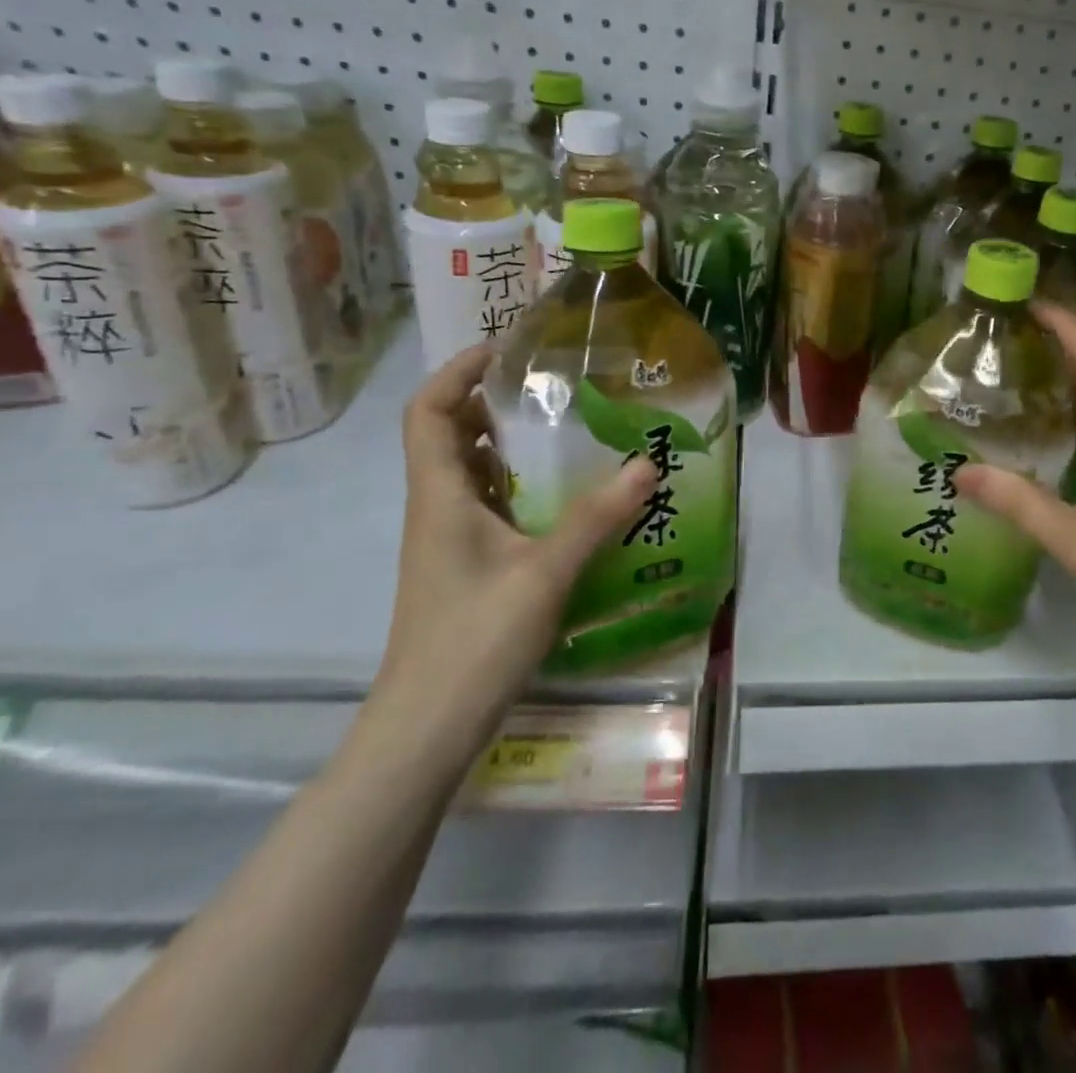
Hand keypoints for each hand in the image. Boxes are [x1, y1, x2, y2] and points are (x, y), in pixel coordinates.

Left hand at [372, 345, 655, 763]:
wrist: (428, 726)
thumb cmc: (474, 640)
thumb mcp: (544, 572)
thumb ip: (596, 517)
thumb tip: (647, 463)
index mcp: (441, 495)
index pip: (430, 411)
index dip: (458, 371)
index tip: (508, 348)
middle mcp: (440, 507)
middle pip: (451, 434)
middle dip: (494, 400)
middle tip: (555, 384)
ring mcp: (452, 540)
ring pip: (473, 471)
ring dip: (510, 443)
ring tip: (569, 427)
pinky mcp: (470, 565)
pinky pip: (492, 505)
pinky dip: (521, 484)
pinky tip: (569, 493)